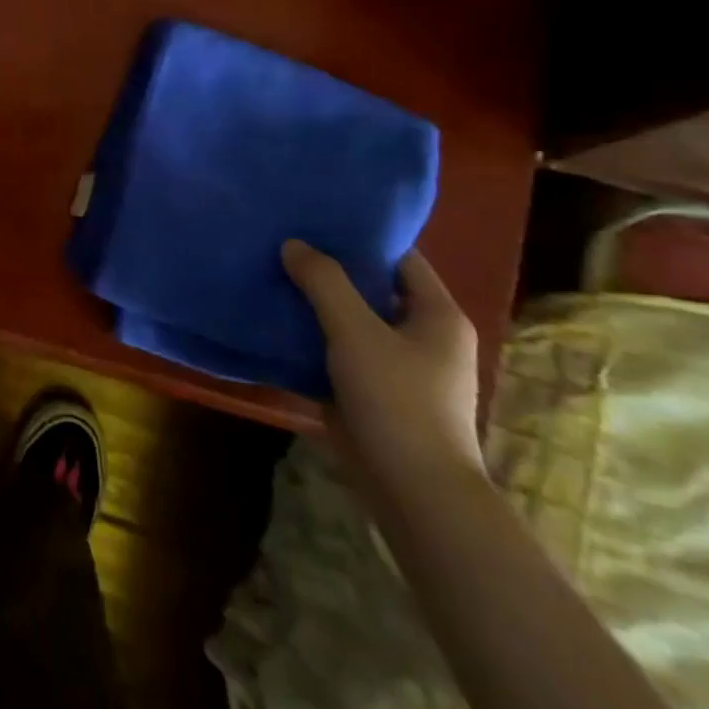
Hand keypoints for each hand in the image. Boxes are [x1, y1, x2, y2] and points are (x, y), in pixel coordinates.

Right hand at [281, 240, 484, 497]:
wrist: (412, 489)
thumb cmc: (396, 399)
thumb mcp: (355, 331)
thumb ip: (324, 282)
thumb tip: (294, 244)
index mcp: (437, 315)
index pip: (400, 258)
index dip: (360, 237)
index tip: (315, 219)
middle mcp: (423, 335)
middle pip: (372, 288)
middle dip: (330, 269)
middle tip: (283, 243)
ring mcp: (398, 366)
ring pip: (351, 320)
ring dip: (316, 303)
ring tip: (271, 276)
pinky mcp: (372, 391)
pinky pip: (339, 351)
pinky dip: (312, 336)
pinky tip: (275, 322)